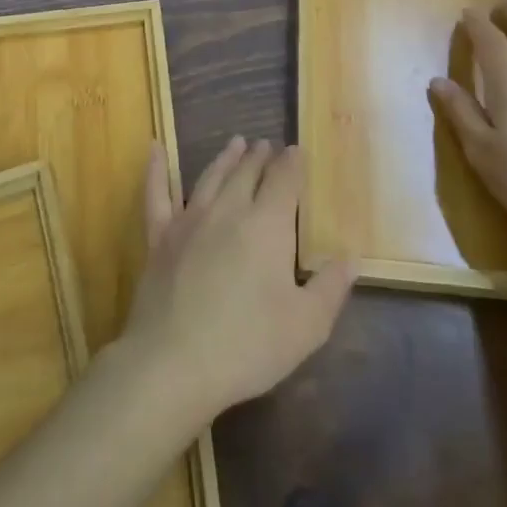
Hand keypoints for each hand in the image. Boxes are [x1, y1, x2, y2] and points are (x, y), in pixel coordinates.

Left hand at [118, 137, 353, 428]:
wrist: (175, 363)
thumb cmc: (248, 345)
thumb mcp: (307, 326)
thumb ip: (331, 287)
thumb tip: (351, 257)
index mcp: (268, 225)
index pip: (284, 181)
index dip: (293, 164)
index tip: (297, 151)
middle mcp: (229, 210)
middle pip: (247, 173)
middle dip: (261, 157)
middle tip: (266, 145)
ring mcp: (189, 220)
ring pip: (211, 177)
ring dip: (226, 158)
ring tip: (236, 143)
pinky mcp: (159, 237)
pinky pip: (157, 194)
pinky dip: (156, 168)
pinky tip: (154, 147)